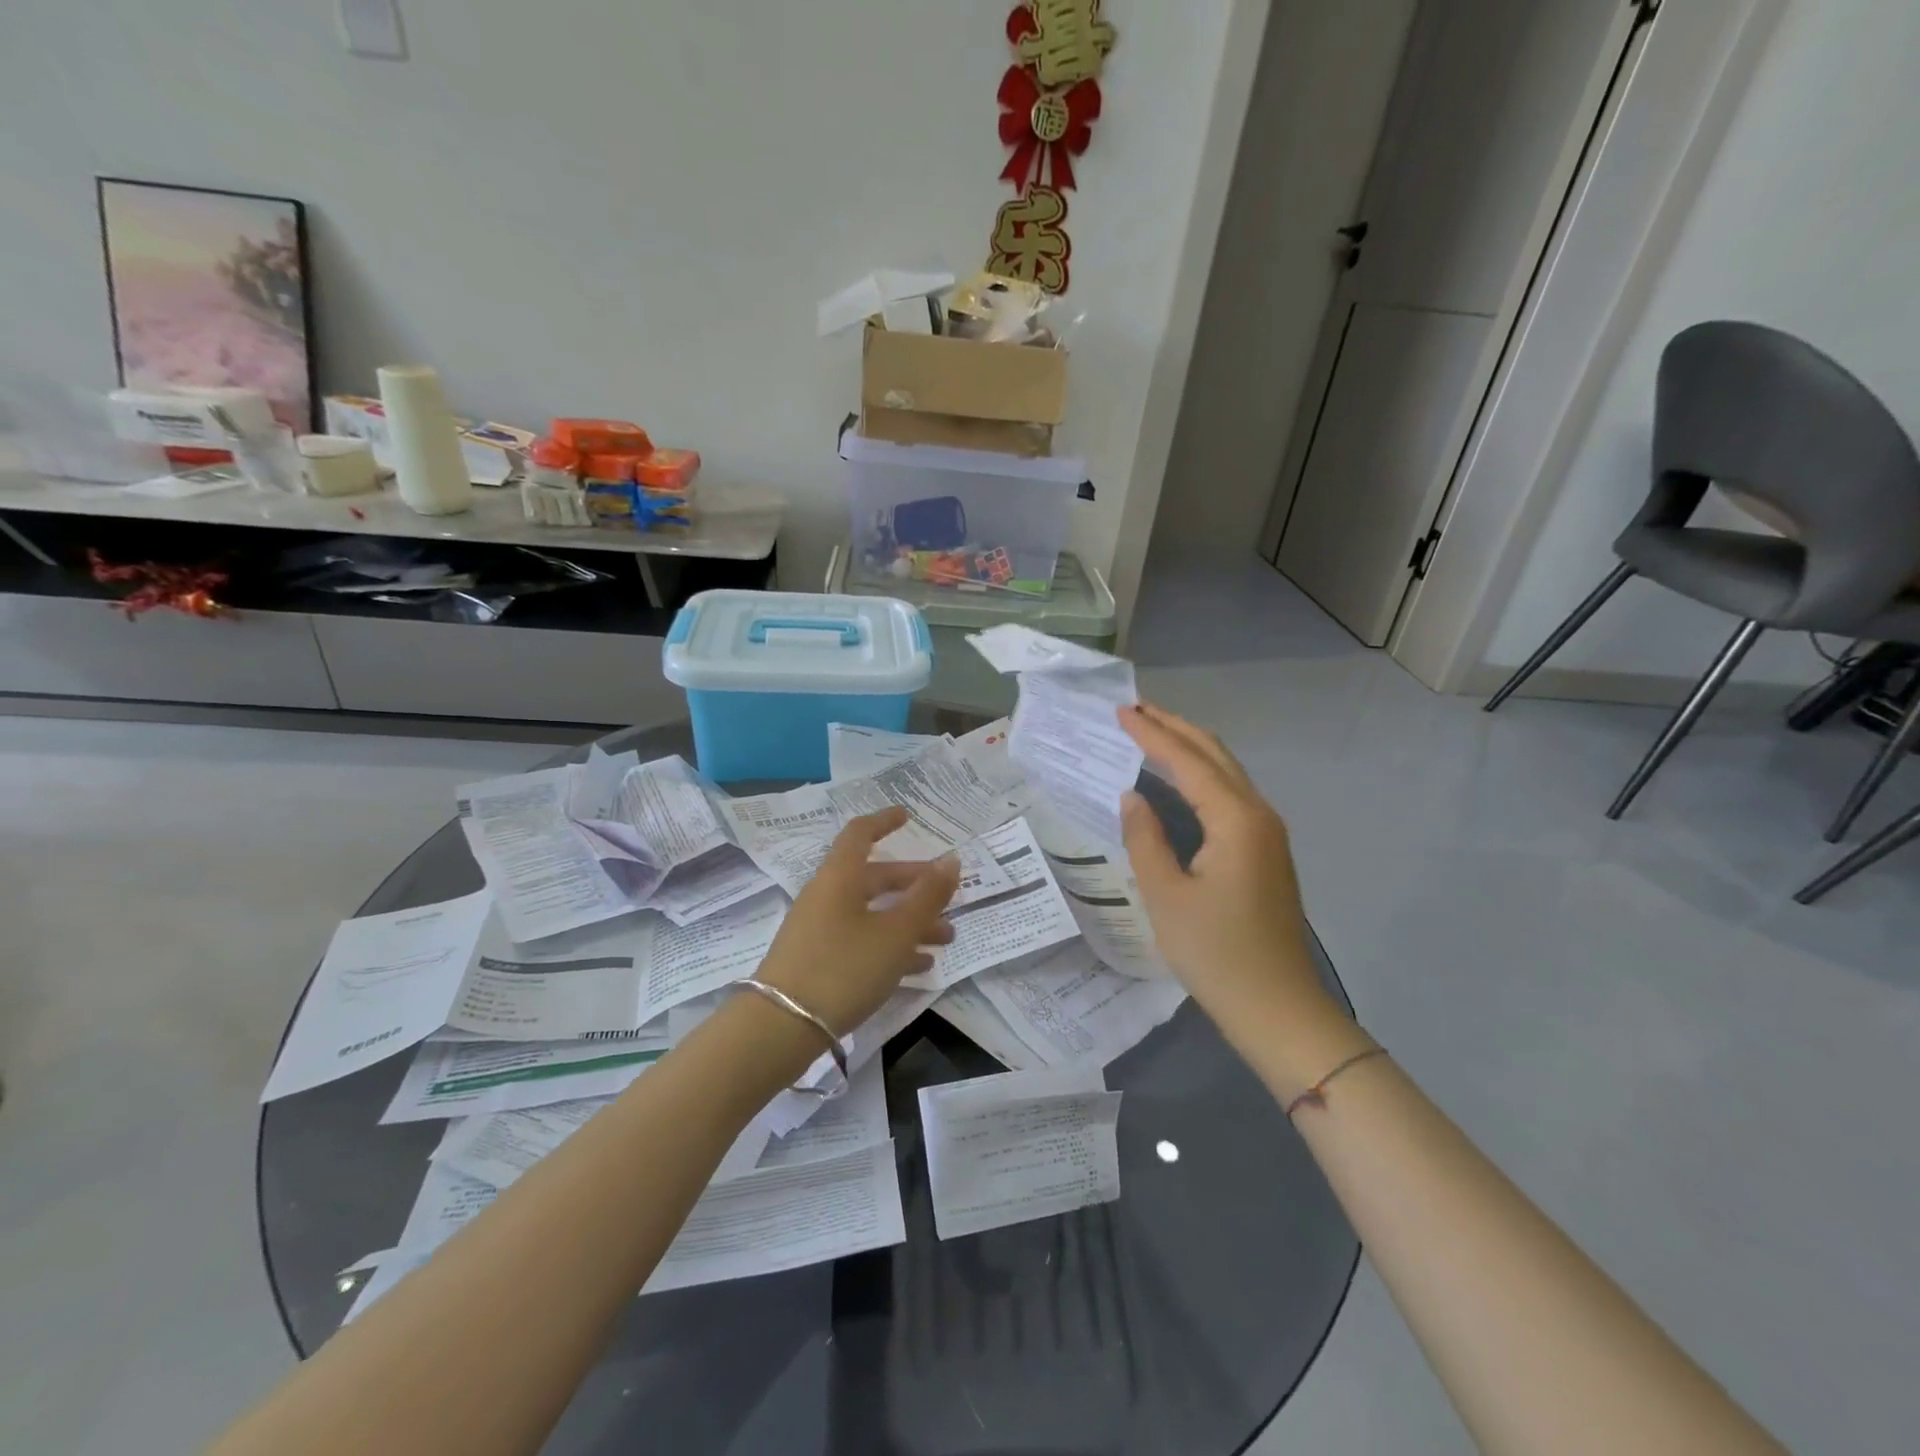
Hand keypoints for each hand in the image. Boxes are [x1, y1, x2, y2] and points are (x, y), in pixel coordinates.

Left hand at [755, 808, 959, 1035]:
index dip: (884, 821)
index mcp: (840, 877)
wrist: (781, 1028)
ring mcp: (819, 930)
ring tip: (946, 938)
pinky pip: (861, 941)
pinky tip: (920, 966)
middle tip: (949, 896)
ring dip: (909, 921)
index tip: (908, 816)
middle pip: (874, 878)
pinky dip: (890, 946)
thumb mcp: (896, 933)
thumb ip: (927, 896)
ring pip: (872, 913)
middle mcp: (827, 896)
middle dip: (914, 885)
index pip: (860, 834)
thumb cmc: (843, 967)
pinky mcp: (817, 961)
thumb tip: (951, 859)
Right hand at [1120, 704, 1356, 1077]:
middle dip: (1174, 728)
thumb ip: (1145, 838)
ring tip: (1150, 733)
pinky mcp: (1266, 851)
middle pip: (1215, 754)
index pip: (1187, 761)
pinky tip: (1177, 781)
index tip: (1120, 711)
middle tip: (1134, 710)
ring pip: (1226, 772)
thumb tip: (1132, 797)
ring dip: (1189, 749)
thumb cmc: (1216, 954)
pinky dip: (1200, 776)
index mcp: (1235, 819)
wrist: (1278, 1008)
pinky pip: (1230, 795)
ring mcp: (1268, 833)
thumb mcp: (1165, 896)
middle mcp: (1258, 814)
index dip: (1152, 734)